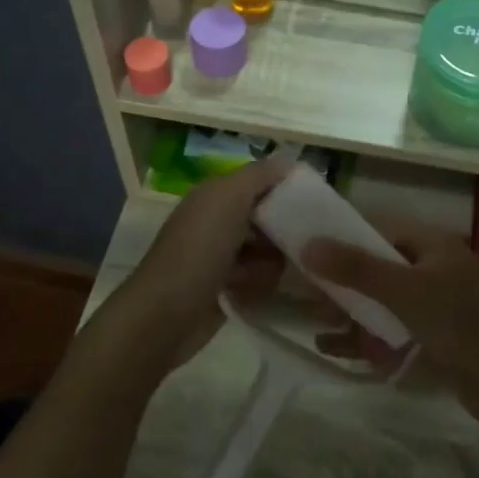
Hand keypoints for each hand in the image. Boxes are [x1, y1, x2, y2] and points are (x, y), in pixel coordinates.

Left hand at [103, 159, 289, 375]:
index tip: (313, 204)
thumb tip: (289, 162)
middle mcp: (217, 221)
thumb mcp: (228, 199)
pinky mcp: (225, 289)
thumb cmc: (199, 250)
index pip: (261, 182)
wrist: (165, 316)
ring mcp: (221, 257)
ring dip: (269, 264)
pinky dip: (258, 286)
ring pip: (267, 252)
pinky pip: (259, 280)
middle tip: (295, 245)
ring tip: (258, 275)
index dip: (286, 189)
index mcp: (215, 195)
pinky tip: (249, 294)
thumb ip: (259, 175)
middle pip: (267, 218)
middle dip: (281, 232)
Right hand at [303, 219, 478, 442]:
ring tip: (312, 321)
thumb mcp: (405, 292)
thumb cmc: (460, 325)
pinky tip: (330, 347)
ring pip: (380, 301)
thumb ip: (356, 268)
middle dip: (340, 281)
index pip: (378, 230)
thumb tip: (307, 244)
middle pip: (376, 267)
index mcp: (431, 245)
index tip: (305, 248)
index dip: (342, 237)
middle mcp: (431, 268)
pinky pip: (389, 330)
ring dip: (348, 310)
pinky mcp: (432, 338)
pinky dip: (363, 336)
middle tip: (303, 293)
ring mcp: (433, 305)